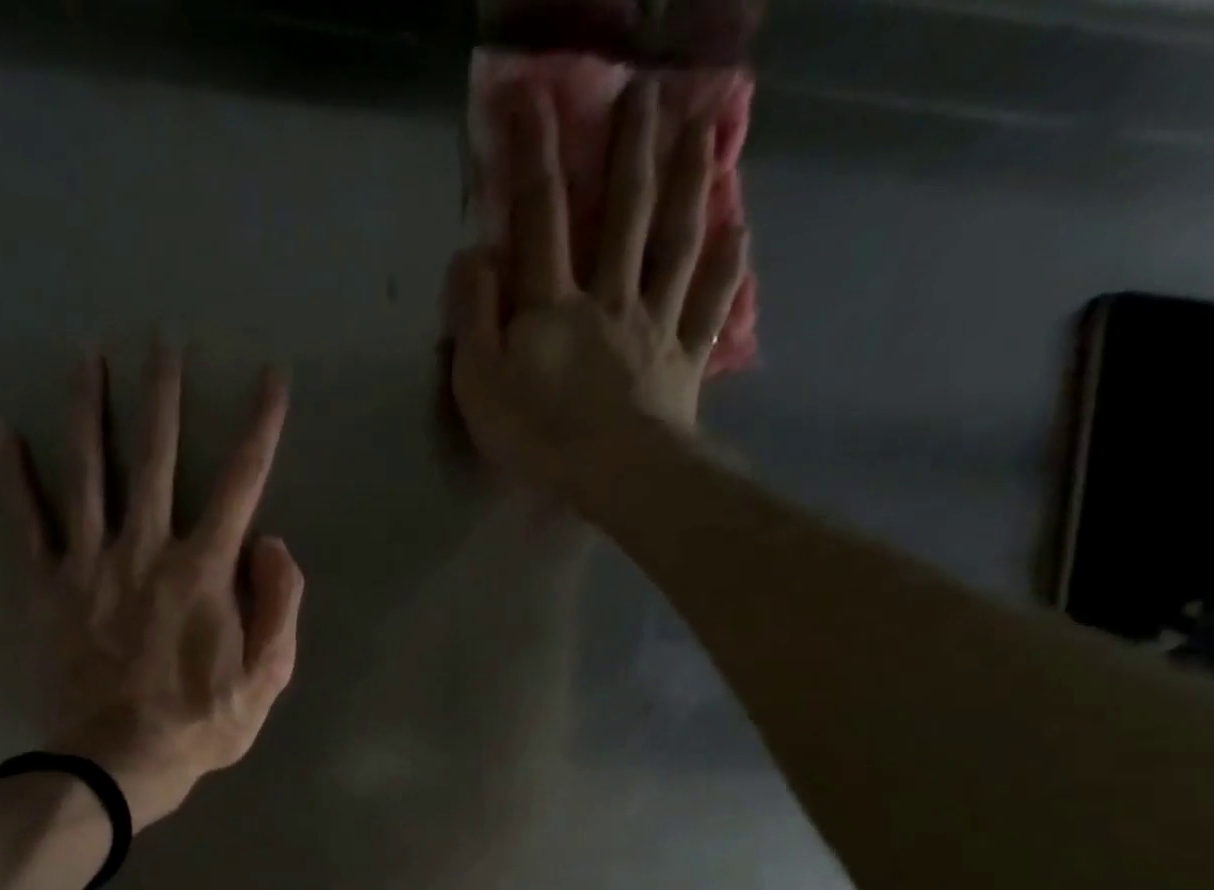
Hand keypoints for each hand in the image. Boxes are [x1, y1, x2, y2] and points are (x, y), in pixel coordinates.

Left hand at [0, 344, 303, 830]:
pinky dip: (12, 474)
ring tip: (86, 353)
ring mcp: (90, 563)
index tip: (270, 377)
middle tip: (161, 340)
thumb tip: (272, 541)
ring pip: (89, 470)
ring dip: (88, 408)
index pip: (242, 482)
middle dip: (164, 395)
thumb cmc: (199, 723)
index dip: (261, 427)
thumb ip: (279, 604)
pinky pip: (26, 521)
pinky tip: (0, 427)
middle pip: (158, 456)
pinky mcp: (46, 586)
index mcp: (204, 569)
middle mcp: (147, 548)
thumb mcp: (266, 677)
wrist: (117, 761)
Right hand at [448, 79, 747, 518]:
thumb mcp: (479, 382)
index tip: (534, 95)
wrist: (616, 473)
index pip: (539, 218)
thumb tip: (473, 254)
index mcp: (552, 305)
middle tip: (648, 91)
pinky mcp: (684, 360)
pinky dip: (728, 267)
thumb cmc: (538, 434)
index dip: (534, 155)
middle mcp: (610, 297)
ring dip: (691, 183)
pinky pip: (710, 305)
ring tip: (705, 131)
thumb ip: (472, 317)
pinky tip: (741, 232)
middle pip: (622, 213)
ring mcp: (654, 325)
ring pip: (676, 243)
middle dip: (630, 150)